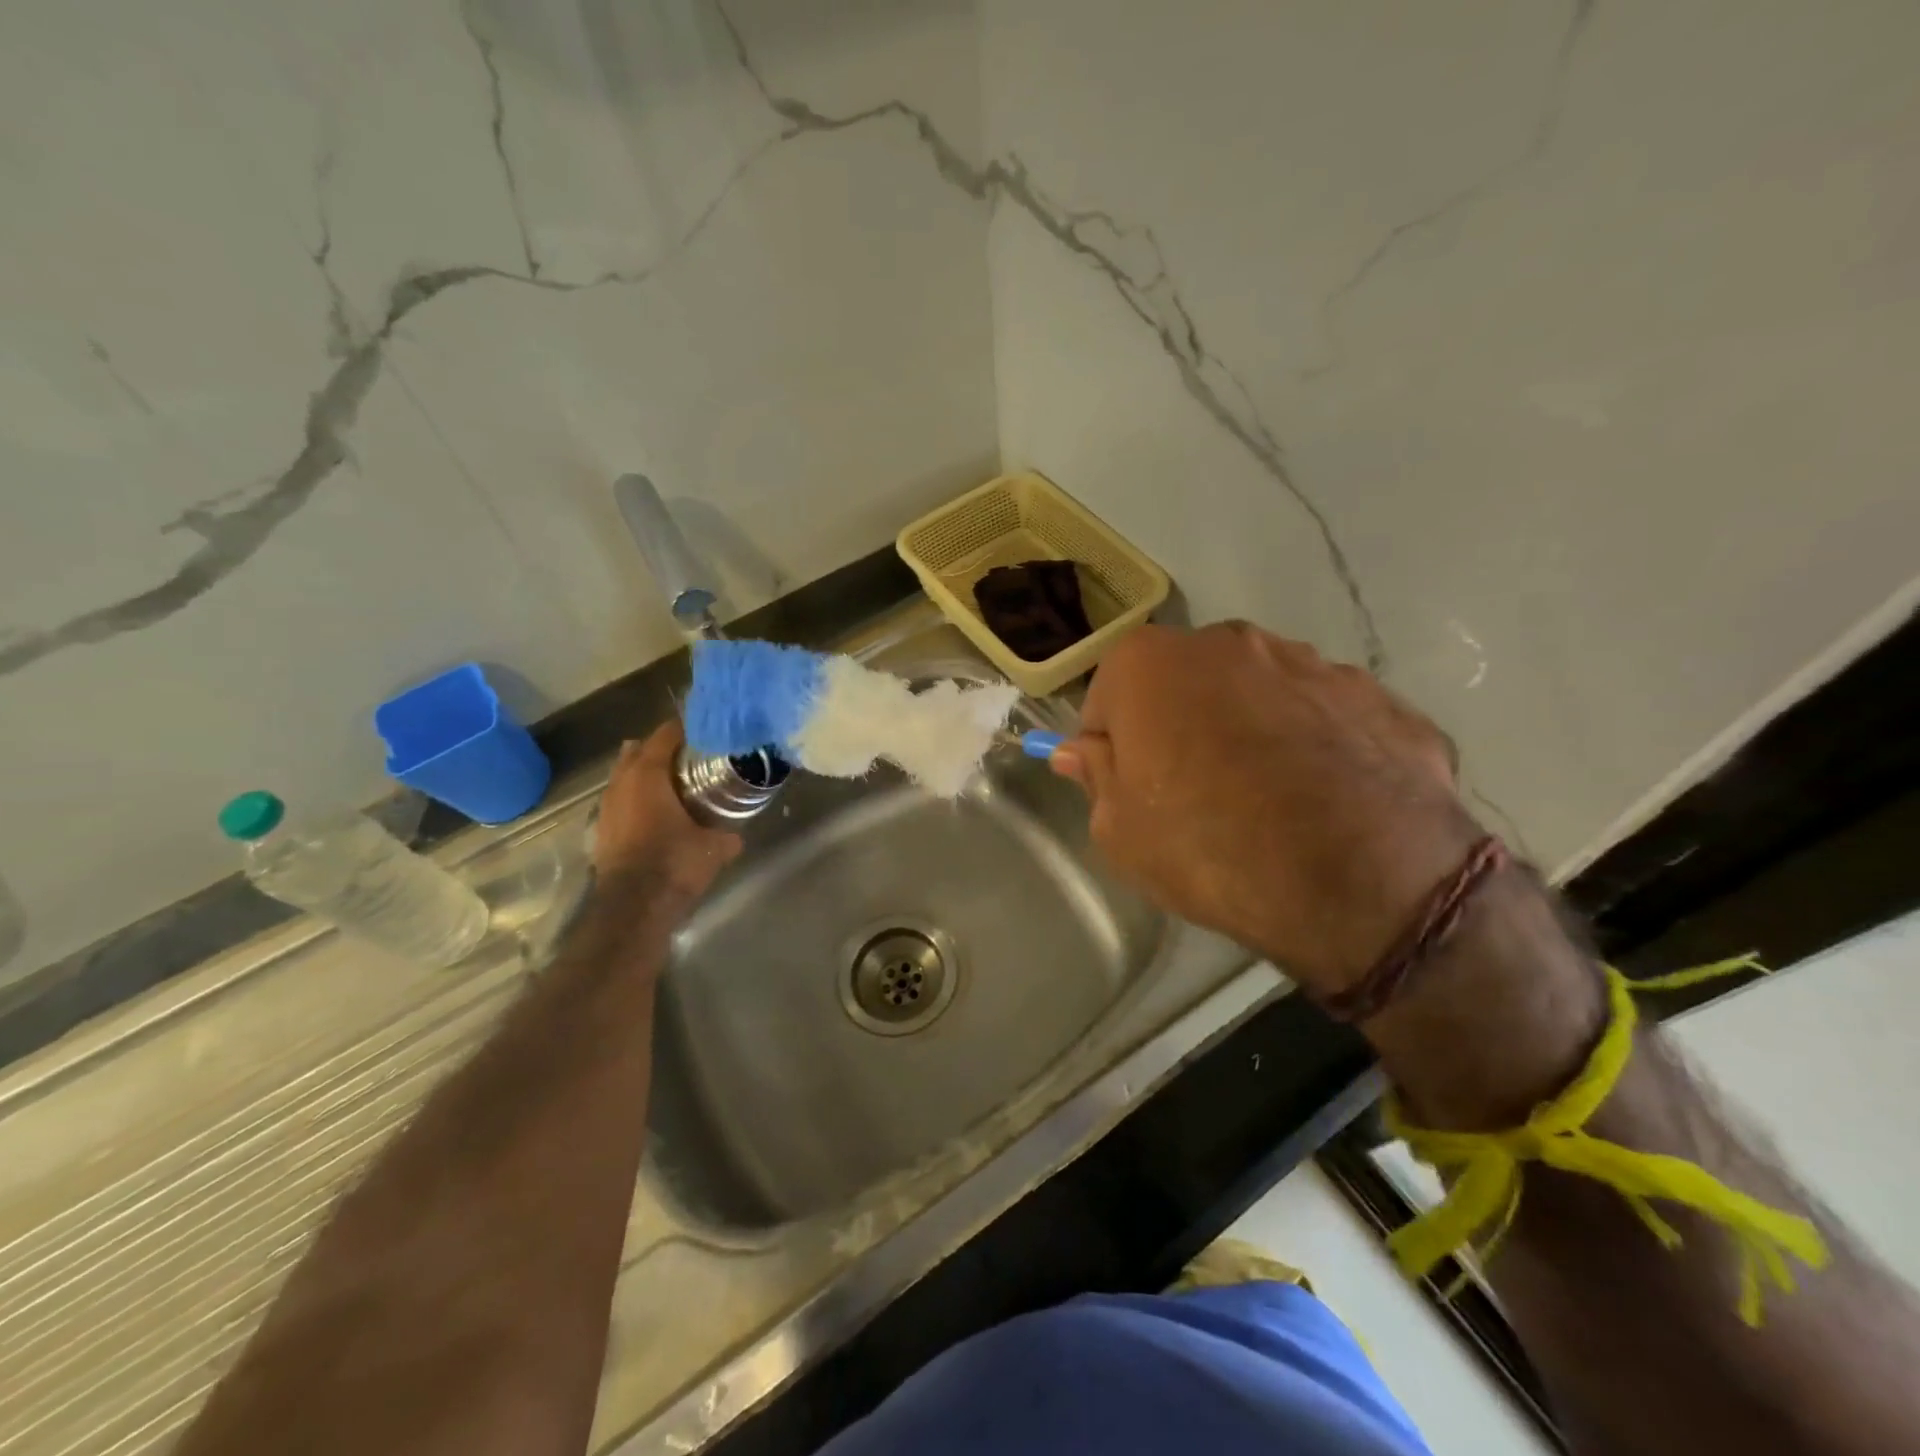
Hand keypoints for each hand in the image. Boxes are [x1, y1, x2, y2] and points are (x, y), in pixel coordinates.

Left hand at [593, 722, 741, 908]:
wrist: (633, 907)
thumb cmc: (674, 864)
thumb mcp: (714, 848)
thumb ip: (727, 834)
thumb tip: (736, 834)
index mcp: (648, 775)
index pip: (665, 735)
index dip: (686, 729)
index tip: (707, 732)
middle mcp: (621, 783)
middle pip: (638, 750)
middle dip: (662, 749)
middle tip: (691, 756)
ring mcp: (607, 806)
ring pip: (624, 775)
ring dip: (645, 773)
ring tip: (674, 782)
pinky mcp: (602, 829)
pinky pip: (620, 799)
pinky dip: (636, 797)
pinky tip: (656, 811)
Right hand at [1050, 623, 1481, 993]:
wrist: (1361, 880)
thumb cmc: (1209, 847)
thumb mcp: (1119, 831)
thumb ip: (1094, 776)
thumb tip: (1081, 750)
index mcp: (1150, 663)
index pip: (1108, 698)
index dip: (1113, 746)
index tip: (1130, 789)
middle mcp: (1228, 642)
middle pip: (1183, 684)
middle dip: (1180, 725)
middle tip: (1195, 794)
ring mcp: (1310, 661)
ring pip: (1256, 692)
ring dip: (1249, 728)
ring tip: (1270, 800)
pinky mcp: (1375, 694)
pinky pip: (1321, 715)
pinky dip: (1314, 744)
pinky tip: (1325, 799)